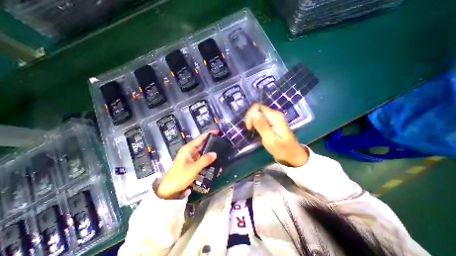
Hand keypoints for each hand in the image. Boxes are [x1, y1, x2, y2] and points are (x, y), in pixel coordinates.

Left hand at [156, 130, 217, 199]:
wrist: (169, 190)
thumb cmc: (180, 177)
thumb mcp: (193, 168)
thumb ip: (205, 160)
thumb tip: (215, 153)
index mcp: (188, 149)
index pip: (200, 138)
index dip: (209, 134)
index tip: (218, 132)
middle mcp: (189, 151)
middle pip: (202, 144)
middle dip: (211, 142)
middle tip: (222, 142)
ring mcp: (191, 158)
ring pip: (203, 152)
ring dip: (210, 152)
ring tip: (221, 151)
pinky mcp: (192, 164)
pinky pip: (202, 159)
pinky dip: (208, 160)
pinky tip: (215, 162)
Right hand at [246, 103, 309, 166]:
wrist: (293, 155)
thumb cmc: (282, 149)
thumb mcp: (270, 139)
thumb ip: (261, 126)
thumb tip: (252, 113)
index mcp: (275, 116)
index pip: (257, 107)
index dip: (251, 115)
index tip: (250, 127)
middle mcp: (275, 114)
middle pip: (257, 109)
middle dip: (251, 118)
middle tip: (250, 130)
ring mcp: (274, 117)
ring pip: (258, 113)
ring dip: (253, 121)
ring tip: (253, 131)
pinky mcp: (273, 122)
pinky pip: (261, 118)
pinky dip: (256, 123)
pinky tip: (257, 130)